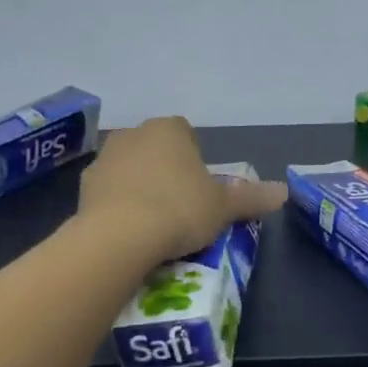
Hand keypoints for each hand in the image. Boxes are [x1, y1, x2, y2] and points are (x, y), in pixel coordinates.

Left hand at [77, 117, 287, 264]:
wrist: (120, 236)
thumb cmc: (179, 210)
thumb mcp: (223, 207)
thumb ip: (251, 197)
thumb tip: (284, 192)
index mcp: (169, 130)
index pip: (186, 133)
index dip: (195, 160)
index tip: (200, 189)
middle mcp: (133, 134)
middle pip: (155, 150)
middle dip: (166, 172)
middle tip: (180, 207)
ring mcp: (104, 159)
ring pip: (129, 169)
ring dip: (140, 187)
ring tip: (154, 223)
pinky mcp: (83, 187)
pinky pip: (108, 193)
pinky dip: (118, 206)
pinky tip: (128, 231)